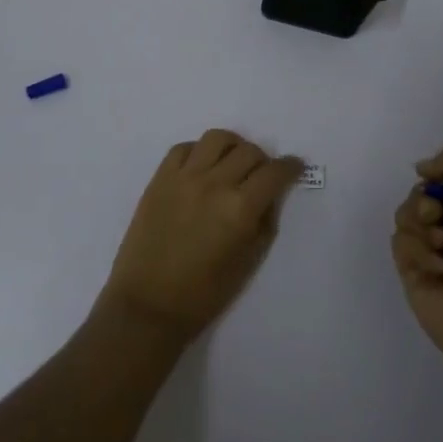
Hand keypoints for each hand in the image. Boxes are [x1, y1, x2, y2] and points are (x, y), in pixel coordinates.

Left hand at [99, 130, 304, 346]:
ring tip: (231, 163)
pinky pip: (183, 148)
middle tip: (261, 176)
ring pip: (217, 138)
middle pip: (249, 151)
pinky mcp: (159, 178)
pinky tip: (201, 168)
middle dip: (263, 161)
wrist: (148, 303)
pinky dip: (198, 151)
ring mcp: (184, 177)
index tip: (294, 167)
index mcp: (240, 209)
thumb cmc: (203, 293)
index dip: (290, 167)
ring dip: (232, 146)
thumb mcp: (248, 262)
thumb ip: (265, 222)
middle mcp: (214, 184)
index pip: (274, 172)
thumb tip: (270, 196)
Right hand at [390, 145, 442, 380]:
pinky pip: (398, 244)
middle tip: (436, 216)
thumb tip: (422, 167)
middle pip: (418, 196)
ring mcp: (432, 252)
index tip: (435, 183)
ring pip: (404, 218)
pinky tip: (439, 271)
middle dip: (423, 203)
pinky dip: (417, 253)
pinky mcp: (413, 274)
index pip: (441, 179)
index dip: (435, 178)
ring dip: (421, 229)